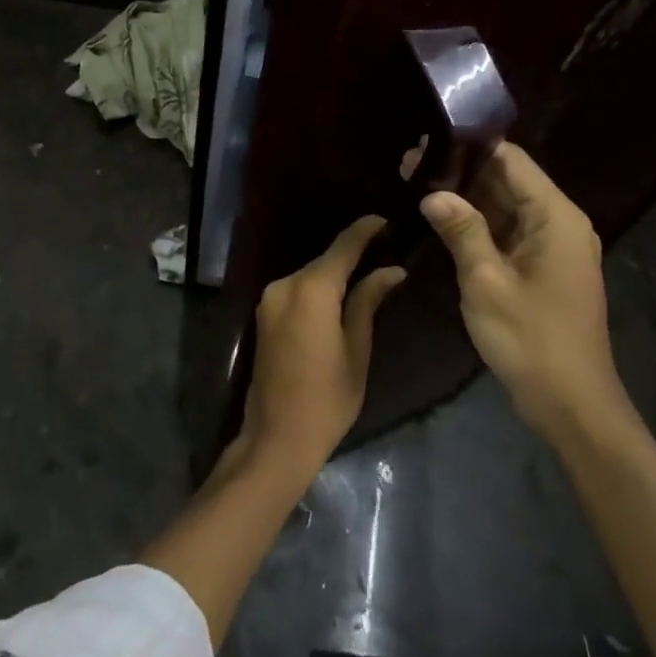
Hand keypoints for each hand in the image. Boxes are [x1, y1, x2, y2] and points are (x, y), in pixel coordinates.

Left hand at [240, 216, 406, 475]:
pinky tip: (340, 294)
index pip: (343, 248)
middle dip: (353, 253)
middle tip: (386, 249)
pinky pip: (297, 290)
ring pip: (310, 275)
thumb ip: (367, 302)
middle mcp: (284, 285)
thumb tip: (391, 271)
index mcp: (311, 291)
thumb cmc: (327, 399)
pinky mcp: (264, 314)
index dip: (365, 231)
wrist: (276, 436)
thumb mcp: (356, 350)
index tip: (386, 219)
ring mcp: (269, 299)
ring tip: (369, 271)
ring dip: (335, 272)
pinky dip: (319, 287)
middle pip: (324, 261)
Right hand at [419, 143, 631, 437]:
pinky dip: (477, 225)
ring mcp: (551, 247)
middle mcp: (558, 223)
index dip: (468, 148)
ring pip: (505, 207)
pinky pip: (507, 233)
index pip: (510, 160)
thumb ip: (461, 230)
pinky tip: (440, 222)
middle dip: (459, 173)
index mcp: (554, 216)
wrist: (571, 403)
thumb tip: (432, 193)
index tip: (425, 146)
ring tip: (414, 187)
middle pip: (506, 181)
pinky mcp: (542, 268)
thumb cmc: (530, 339)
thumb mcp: (486, 281)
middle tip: (407, 166)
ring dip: (465, 199)